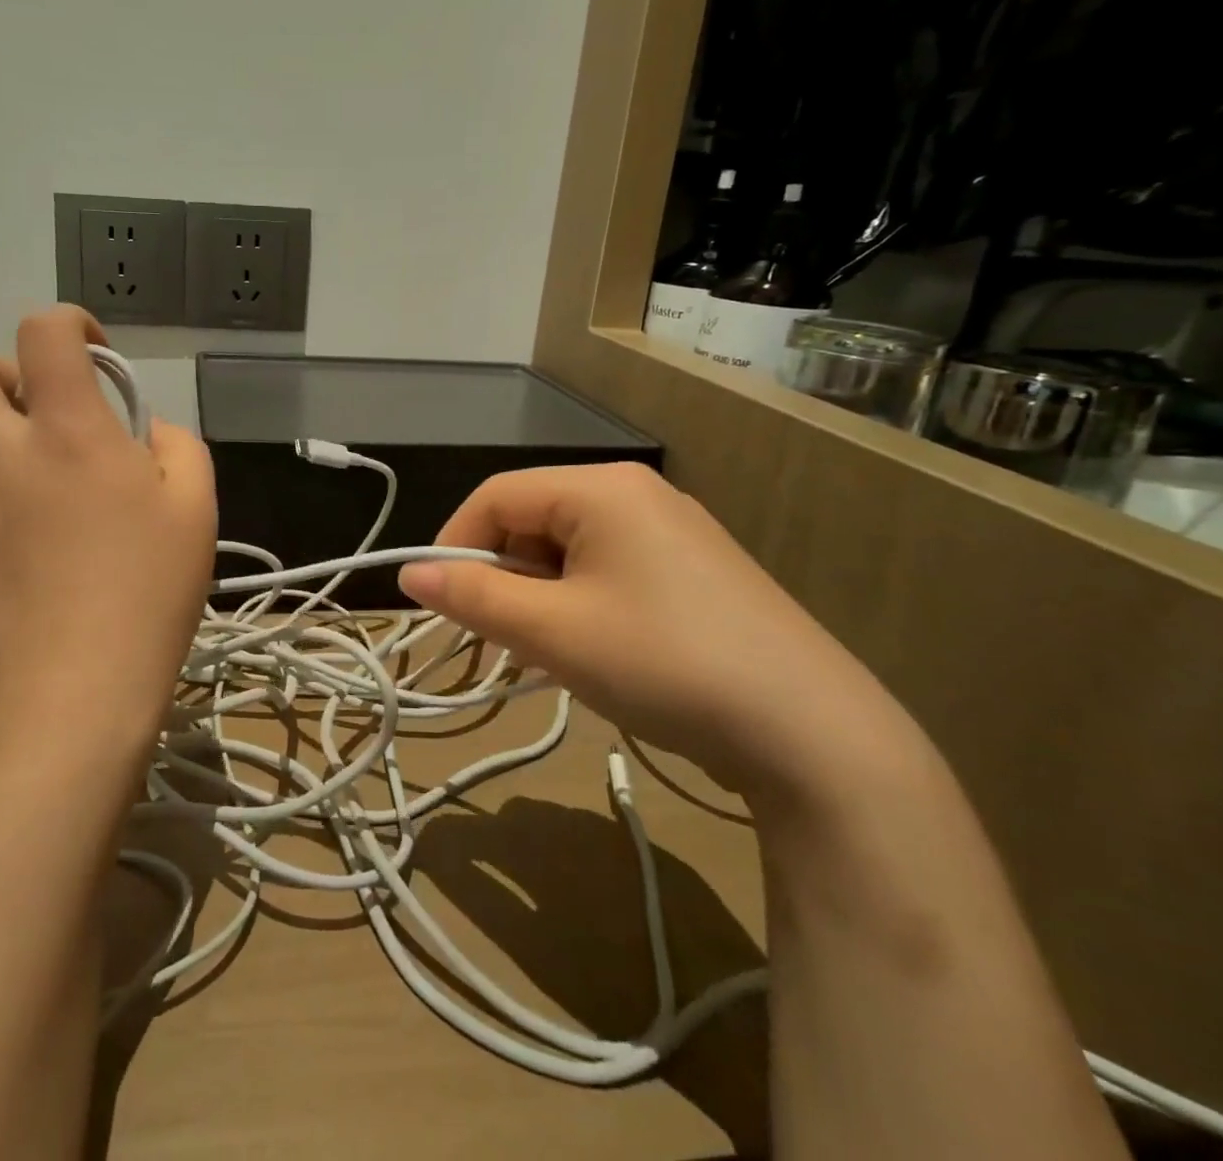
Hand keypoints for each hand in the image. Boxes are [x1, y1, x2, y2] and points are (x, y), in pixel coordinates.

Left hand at [0, 307, 216, 747]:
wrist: (79, 693)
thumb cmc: (152, 591)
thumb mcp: (197, 508)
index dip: (67, 323)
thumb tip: (145, 433)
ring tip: (36, 509)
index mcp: (70, 433)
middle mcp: (2, 457)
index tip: (90, 353)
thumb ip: (177, 447)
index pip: (44, 332)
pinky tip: (20, 570)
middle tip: (35, 417)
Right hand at [397, 463, 903, 802]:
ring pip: (569, 549)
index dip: (455, 544)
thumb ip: (473, 598)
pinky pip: (609, 569)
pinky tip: (594, 651)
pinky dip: (580, 603)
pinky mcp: (694, 570)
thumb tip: (409, 574)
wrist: (813, 734)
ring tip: (547, 653)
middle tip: (498, 639)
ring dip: (539, 595)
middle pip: (533, 519)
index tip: (440, 604)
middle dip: (501, 576)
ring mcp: (672, 531)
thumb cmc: (662, 663)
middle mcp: (637, 494)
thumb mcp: (552, 632)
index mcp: (601, 488)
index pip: (496, 495)